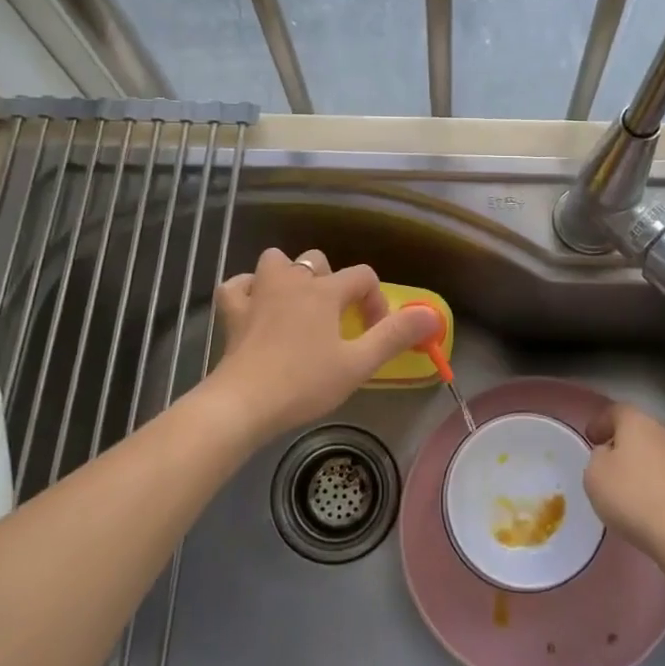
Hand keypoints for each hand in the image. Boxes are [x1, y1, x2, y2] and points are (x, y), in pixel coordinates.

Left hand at [208, 248, 438, 444]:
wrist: (244, 403)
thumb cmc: (305, 383)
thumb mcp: (359, 364)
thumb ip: (395, 336)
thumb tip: (432, 315)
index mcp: (325, 292)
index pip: (362, 276)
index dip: (375, 301)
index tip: (374, 334)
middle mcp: (292, 282)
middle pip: (317, 261)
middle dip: (332, 283)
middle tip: (335, 320)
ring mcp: (258, 293)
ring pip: (275, 261)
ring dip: (288, 276)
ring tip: (297, 304)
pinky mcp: (232, 312)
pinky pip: (237, 285)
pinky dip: (248, 290)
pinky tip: (255, 306)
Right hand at [583, 403, 664, 564]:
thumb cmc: (633, 497)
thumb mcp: (595, 476)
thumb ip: (598, 457)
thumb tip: (610, 454)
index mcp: (639, 423)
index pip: (617, 411)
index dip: (601, 422)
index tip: (590, 438)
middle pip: (641, 431)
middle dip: (625, 445)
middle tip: (609, 464)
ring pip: (659, 455)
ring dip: (645, 466)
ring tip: (630, 490)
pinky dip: (660, 486)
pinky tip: (651, 506)